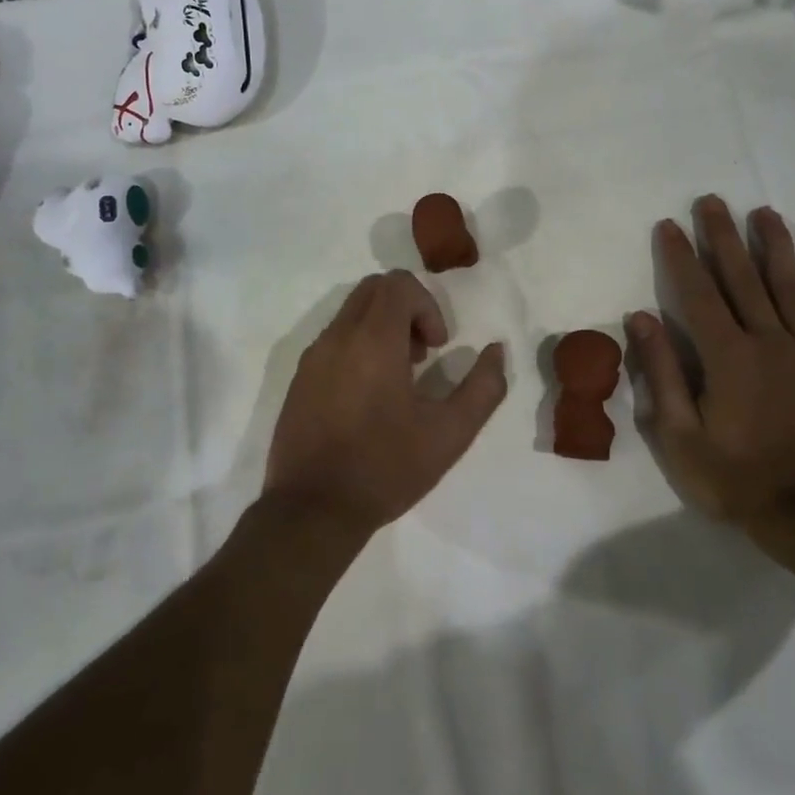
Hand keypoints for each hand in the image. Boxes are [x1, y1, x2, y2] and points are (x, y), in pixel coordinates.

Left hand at [264, 270, 507, 538]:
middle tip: (421, 355)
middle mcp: (337, 337)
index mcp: (373, 340)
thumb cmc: (386, 467)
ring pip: (351, 312)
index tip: (437, 348)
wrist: (312, 510)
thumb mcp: (451, 433)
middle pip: (373, 288)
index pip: (398, 284)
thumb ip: (483, 387)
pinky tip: (368, 397)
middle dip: (405, 309)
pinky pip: (333, 339)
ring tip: (398, 378)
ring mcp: (312, 357)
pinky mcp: (299, 379)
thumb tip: (496, 351)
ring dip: (381, 327)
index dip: (428, 306)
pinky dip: (358, 346)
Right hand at [627, 197, 794, 541]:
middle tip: (711, 201)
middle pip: (742, 277)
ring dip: (775, 246)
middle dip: (723, 236)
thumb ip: (661, 373)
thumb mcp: (680, 436)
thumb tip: (641, 318)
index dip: (679, 256)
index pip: (697, 293)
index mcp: (726, 356)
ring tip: (764, 213)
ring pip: (790, 286)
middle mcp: (768, 340)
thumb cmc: (736, 479)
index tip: (667, 225)